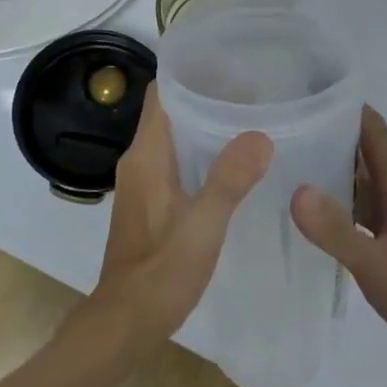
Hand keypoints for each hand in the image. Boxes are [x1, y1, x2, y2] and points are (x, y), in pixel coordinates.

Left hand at [88, 86, 273, 346]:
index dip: (191, 75)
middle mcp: (139, 161)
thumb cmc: (161, 272)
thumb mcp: (202, 226)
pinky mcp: (150, 201)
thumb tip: (260, 135)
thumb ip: (229, 180)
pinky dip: (200, 151)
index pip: (162, 93)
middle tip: (253, 91)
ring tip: (249, 119)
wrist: (126, 320)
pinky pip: (175, 160)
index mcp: (146, 156)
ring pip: (174, 137)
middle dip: (206, 96)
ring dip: (204, 125)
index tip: (230, 66)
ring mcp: (142, 181)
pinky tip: (233, 162)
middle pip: (170, 111)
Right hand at [292, 106, 386, 379]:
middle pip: (360, 149)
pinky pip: (360, 208)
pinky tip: (309, 215)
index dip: (340, 104)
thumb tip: (294, 189)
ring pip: (358, 180)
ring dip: (326, 168)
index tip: (300, 93)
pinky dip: (335, 202)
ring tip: (281, 164)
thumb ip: (337, 231)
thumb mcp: (379, 267)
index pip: (371, 128)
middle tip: (276, 128)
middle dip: (323, 133)